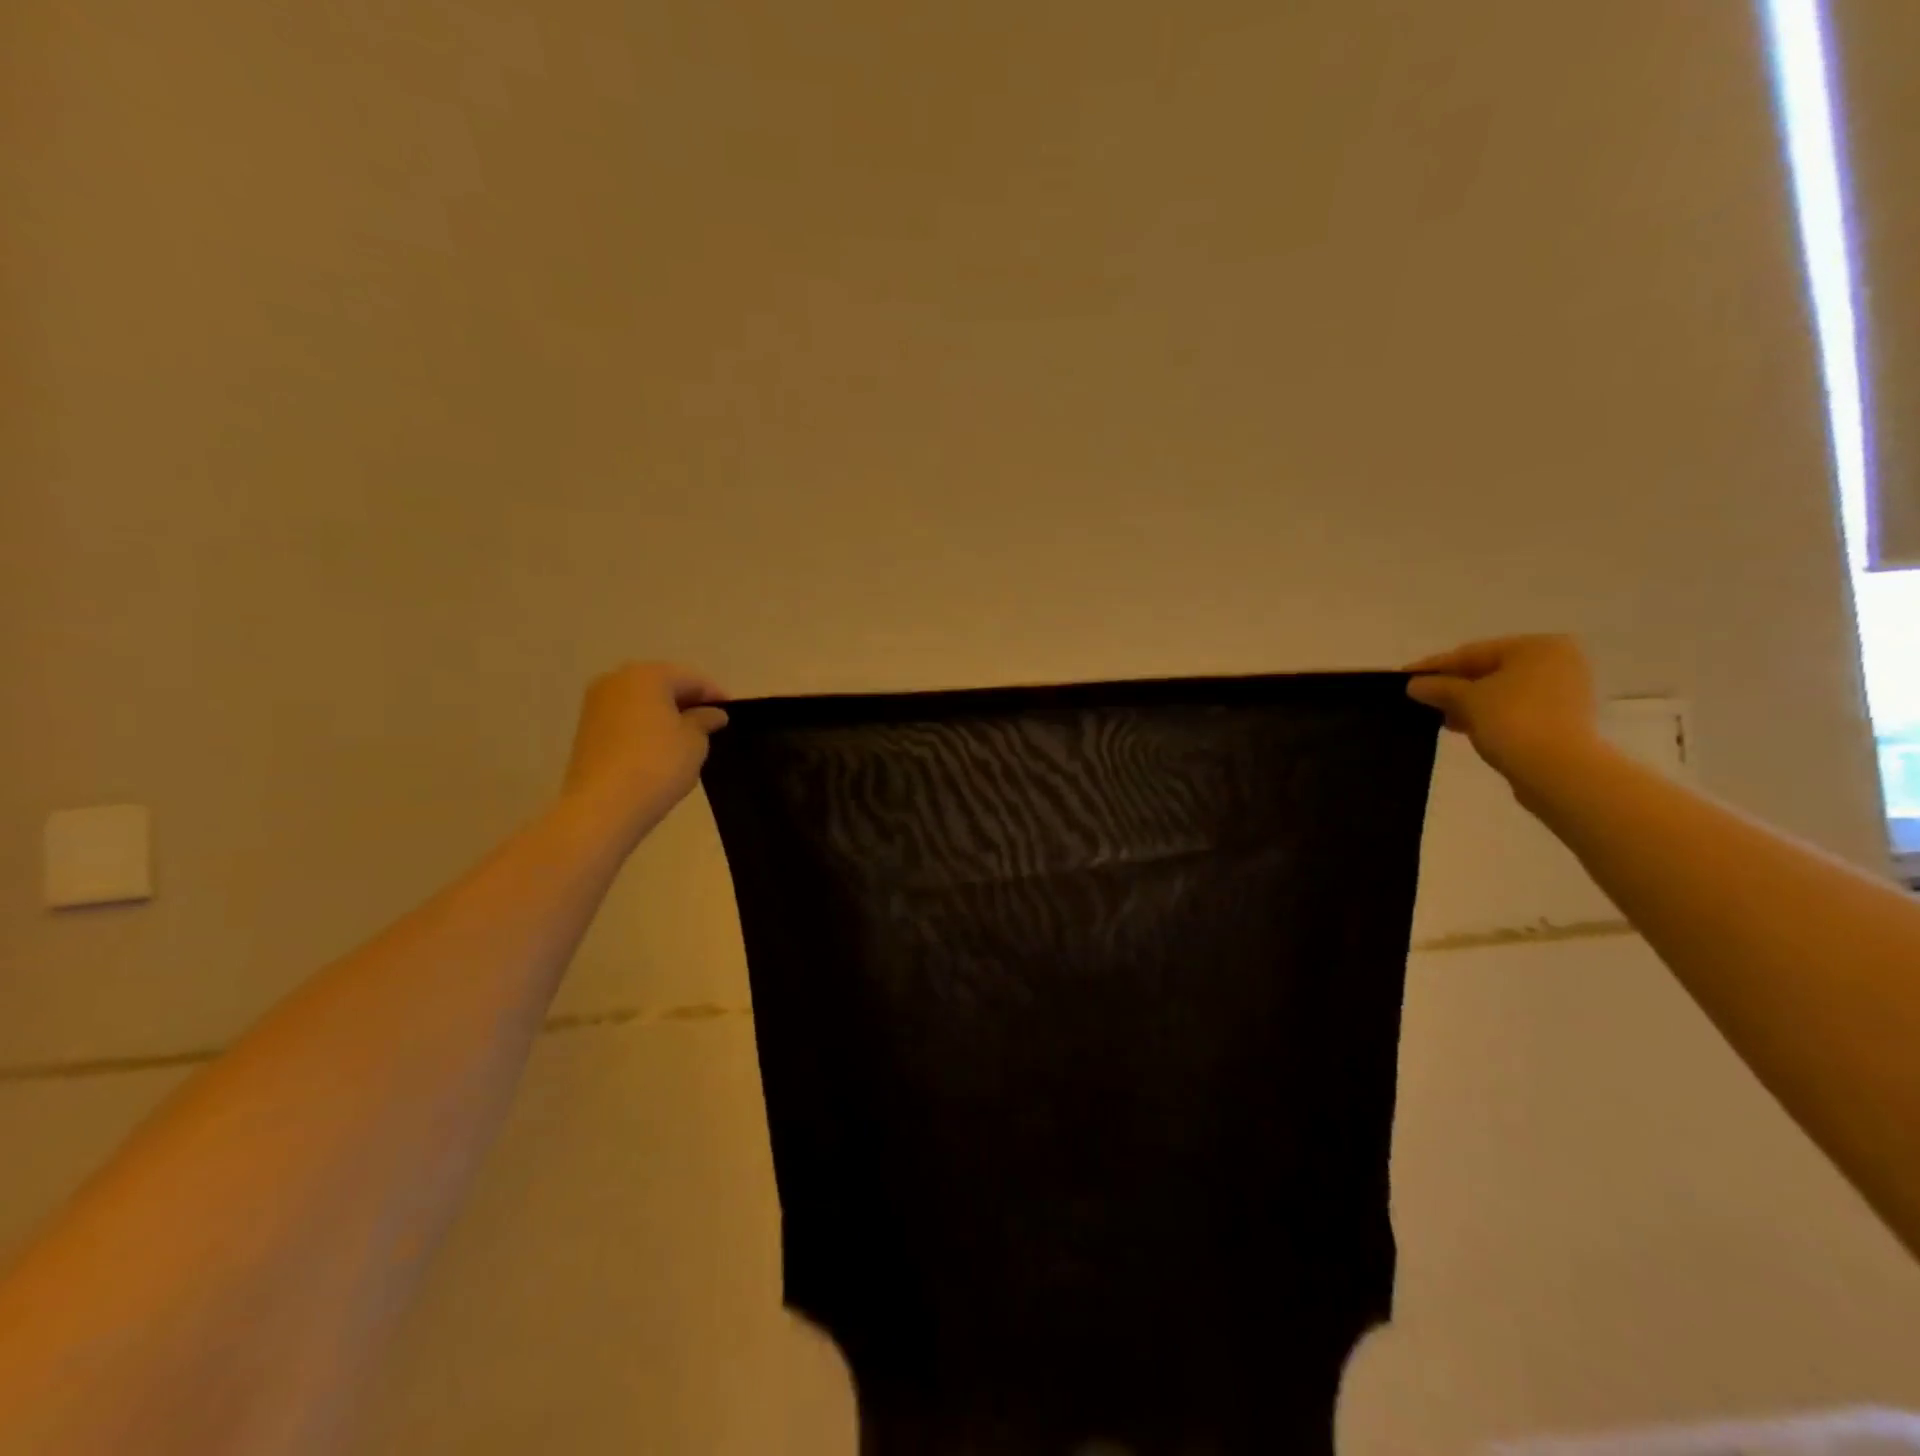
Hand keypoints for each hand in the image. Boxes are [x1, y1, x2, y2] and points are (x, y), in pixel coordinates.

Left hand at [560, 663, 728, 837]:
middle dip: (687, 702)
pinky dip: (645, 726)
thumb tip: (712, 713)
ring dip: (665, 714)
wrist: (603, 806)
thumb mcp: (694, 742)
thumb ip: (705, 721)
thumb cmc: (657, 765)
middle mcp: (617, 680)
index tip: (732, 714)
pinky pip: (626, 718)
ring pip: (641, 701)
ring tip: (687, 738)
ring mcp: (596, 704)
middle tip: (711, 724)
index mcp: (647, 675)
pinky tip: (660, 748)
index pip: (691, 678)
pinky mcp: (586, 728)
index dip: (715, 695)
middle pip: (662, 685)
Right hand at [1405, 635, 1599, 787]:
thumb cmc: (1512, 720)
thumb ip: (1438, 687)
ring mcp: (1563, 691)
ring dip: (1468, 703)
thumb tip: (1415, 684)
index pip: (1472, 653)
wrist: (1557, 769)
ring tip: (1438, 717)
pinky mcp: (1562, 718)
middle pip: (1489, 670)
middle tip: (1420, 698)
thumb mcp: (1466, 699)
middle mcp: (1556, 662)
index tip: (1404, 676)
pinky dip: (1488, 715)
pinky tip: (1463, 727)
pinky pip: (1515, 709)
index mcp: (1536, 647)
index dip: (1434, 666)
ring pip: (1501, 691)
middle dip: (1453, 686)